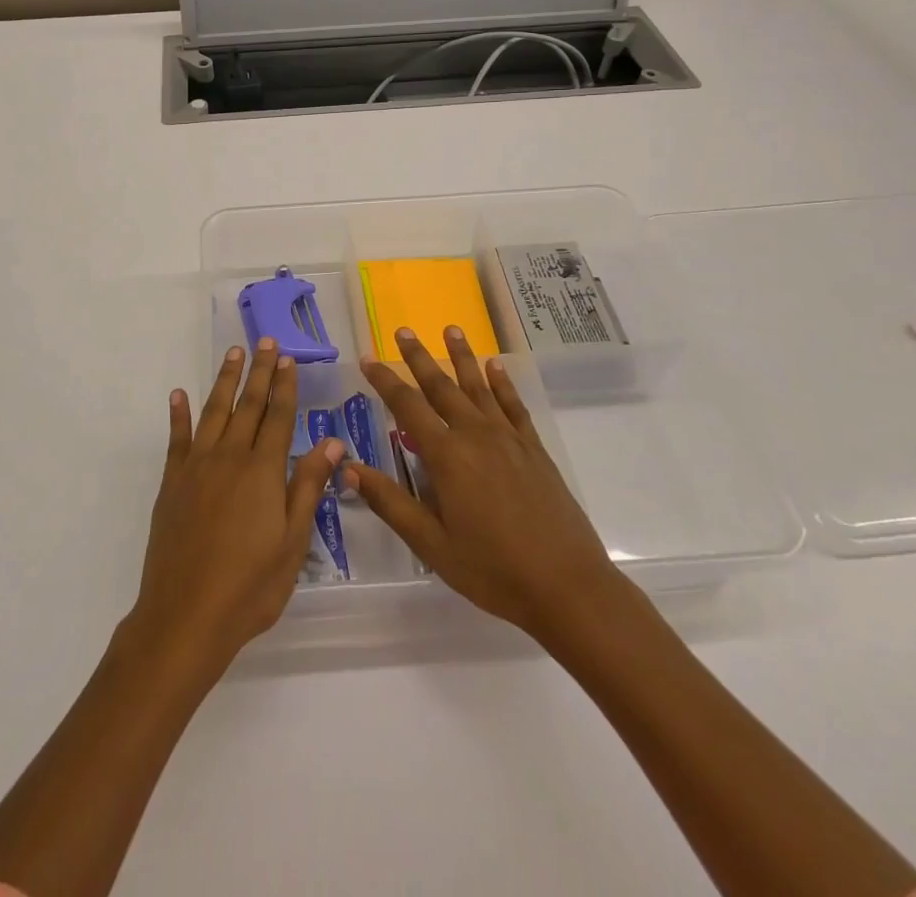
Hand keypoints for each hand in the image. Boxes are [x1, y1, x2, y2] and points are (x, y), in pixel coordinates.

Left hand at [127, 339, 344, 680]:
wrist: (186, 616)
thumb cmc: (250, 586)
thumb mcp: (293, 542)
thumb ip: (309, 486)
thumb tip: (333, 442)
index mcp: (263, 471)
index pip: (279, 417)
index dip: (285, 386)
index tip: (288, 358)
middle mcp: (229, 458)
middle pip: (248, 405)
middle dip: (258, 371)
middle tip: (264, 340)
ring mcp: (197, 467)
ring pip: (214, 412)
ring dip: (224, 381)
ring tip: (233, 353)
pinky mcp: (172, 483)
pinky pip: (177, 439)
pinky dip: (179, 415)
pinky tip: (179, 395)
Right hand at [347, 325, 628, 645]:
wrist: (567, 586)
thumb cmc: (492, 570)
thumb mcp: (431, 544)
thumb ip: (390, 502)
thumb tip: (348, 468)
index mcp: (446, 456)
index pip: (407, 406)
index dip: (385, 380)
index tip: (367, 358)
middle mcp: (475, 435)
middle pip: (442, 386)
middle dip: (420, 358)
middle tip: (404, 331)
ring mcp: (508, 439)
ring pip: (479, 387)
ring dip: (463, 357)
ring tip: (452, 329)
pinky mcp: (534, 449)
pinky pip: (514, 406)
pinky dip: (504, 383)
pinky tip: (497, 367)